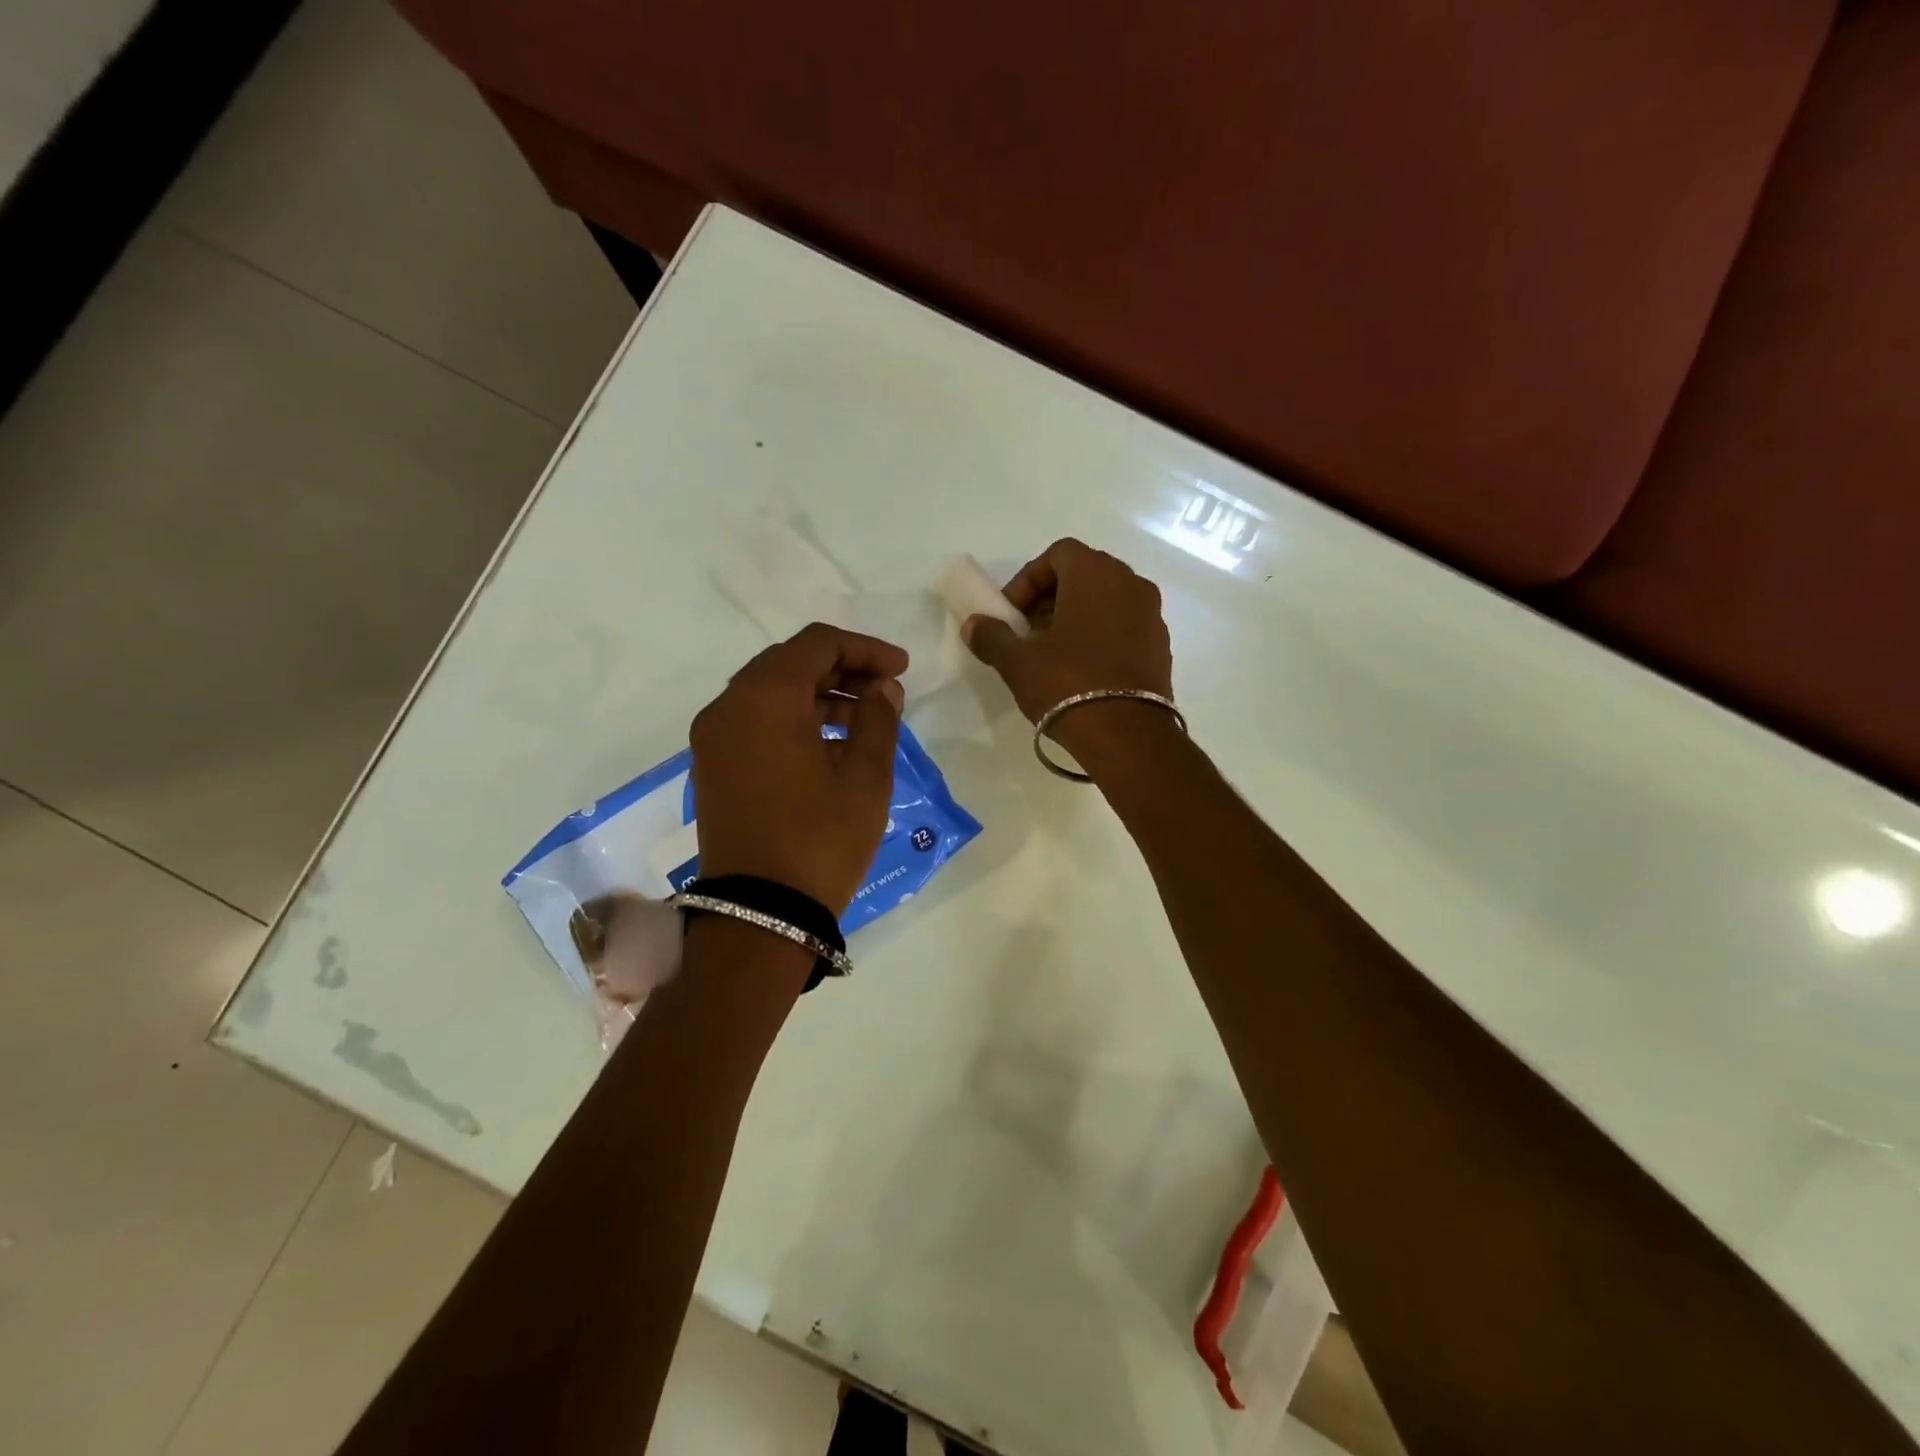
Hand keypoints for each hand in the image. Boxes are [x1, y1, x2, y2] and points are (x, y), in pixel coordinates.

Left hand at [690, 623, 905, 913]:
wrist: (760, 913)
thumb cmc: (821, 840)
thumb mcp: (866, 777)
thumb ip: (878, 718)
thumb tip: (882, 689)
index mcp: (765, 698)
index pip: (817, 644)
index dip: (865, 649)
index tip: (901, 669)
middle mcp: (728, 706)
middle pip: (789, 662)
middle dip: (842, 668)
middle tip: (885, 690)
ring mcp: (713, 737)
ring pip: (770, 691)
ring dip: (818, 694)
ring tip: (864, 718)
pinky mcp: (712, 765)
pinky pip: (754, 720)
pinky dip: (792, 718)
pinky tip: (829, 742)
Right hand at [962, 541, 1173, 757]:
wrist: (1127, 735)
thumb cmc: (1068, 685)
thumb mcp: (1018, 662)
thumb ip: (992, 637)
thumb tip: (973, 625)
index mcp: (1096, 574)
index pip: (1057, 554)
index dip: (1027, 580)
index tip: (1011, 614)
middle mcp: (1130, 583)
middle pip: (1084, 573)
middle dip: (1050, 597)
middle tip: (1028, 631)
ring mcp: (1151, 614)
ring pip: (1106, 600)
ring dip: (1076, 616)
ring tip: (1053, 653)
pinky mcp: (1161, 645)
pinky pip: (1124, 625)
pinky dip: (1101, 634)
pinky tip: (1082, 669)